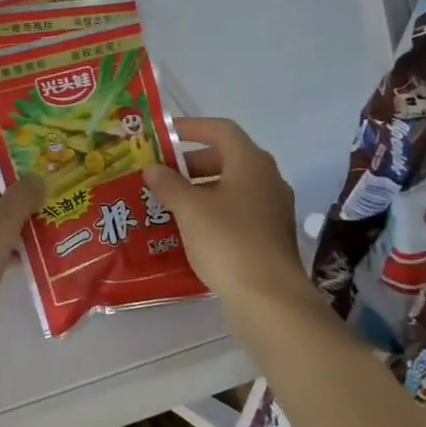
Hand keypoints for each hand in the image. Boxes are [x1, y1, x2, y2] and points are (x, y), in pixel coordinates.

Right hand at [143, 118, 318, 331]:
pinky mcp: (270, 236)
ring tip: (169, 202)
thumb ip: (168, 184)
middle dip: (191, 162)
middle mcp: (267, 179)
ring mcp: (272, 209)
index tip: (164, 134)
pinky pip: (237, 211)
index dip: (191, 127)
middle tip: (162, 173)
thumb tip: (153, 168)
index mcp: (251, 162)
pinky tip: (190, 229)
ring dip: (200, 189)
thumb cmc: (228, 241)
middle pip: (227, 157)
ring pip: (232, 186)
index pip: (221, 129)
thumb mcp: (189, 209)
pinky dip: (213, 211)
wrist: (270, 299)